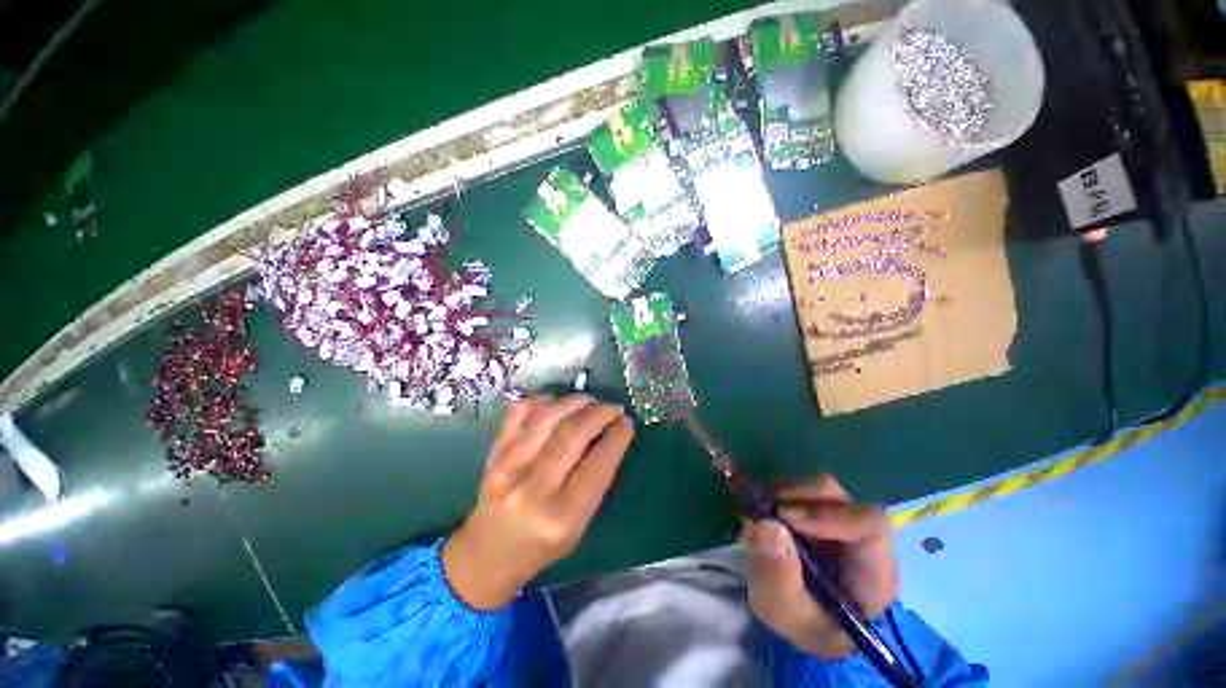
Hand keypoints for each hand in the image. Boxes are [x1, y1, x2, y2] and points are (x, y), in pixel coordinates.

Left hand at [443, 395, 634, 609]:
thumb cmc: (542, 544)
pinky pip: (523, 410)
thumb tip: (614, 432)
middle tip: (614, 408)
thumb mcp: (580, 524)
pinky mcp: (495, 449)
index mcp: (561, 517)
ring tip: (592, 401)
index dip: (617, 437)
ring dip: (577, 401)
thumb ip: (597, 479)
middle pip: (573, 433)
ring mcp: (508, 465)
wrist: (488, 551)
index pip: (597, 464)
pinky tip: (561, 403)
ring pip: (549, 415)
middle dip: (600, 413)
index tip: (627, 422)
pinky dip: (547, 399)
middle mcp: (532, 488)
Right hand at [743, 473, 897, 657]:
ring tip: (759, 517)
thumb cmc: (805, 625)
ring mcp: (841, 518)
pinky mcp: (821, 509)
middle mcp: (861, 536)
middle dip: (793, 497)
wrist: (806, 621)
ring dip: (781, 495)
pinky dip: (776, 495)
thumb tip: (766, 524)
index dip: (826, 513)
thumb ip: (777, 578)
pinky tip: (763, 515)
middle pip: (836, 495)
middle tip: (762, 513)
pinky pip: (799, 488)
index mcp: (873, 571)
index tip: (783, 517)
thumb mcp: (786, 615)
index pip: (869, 523)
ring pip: (815, 486)